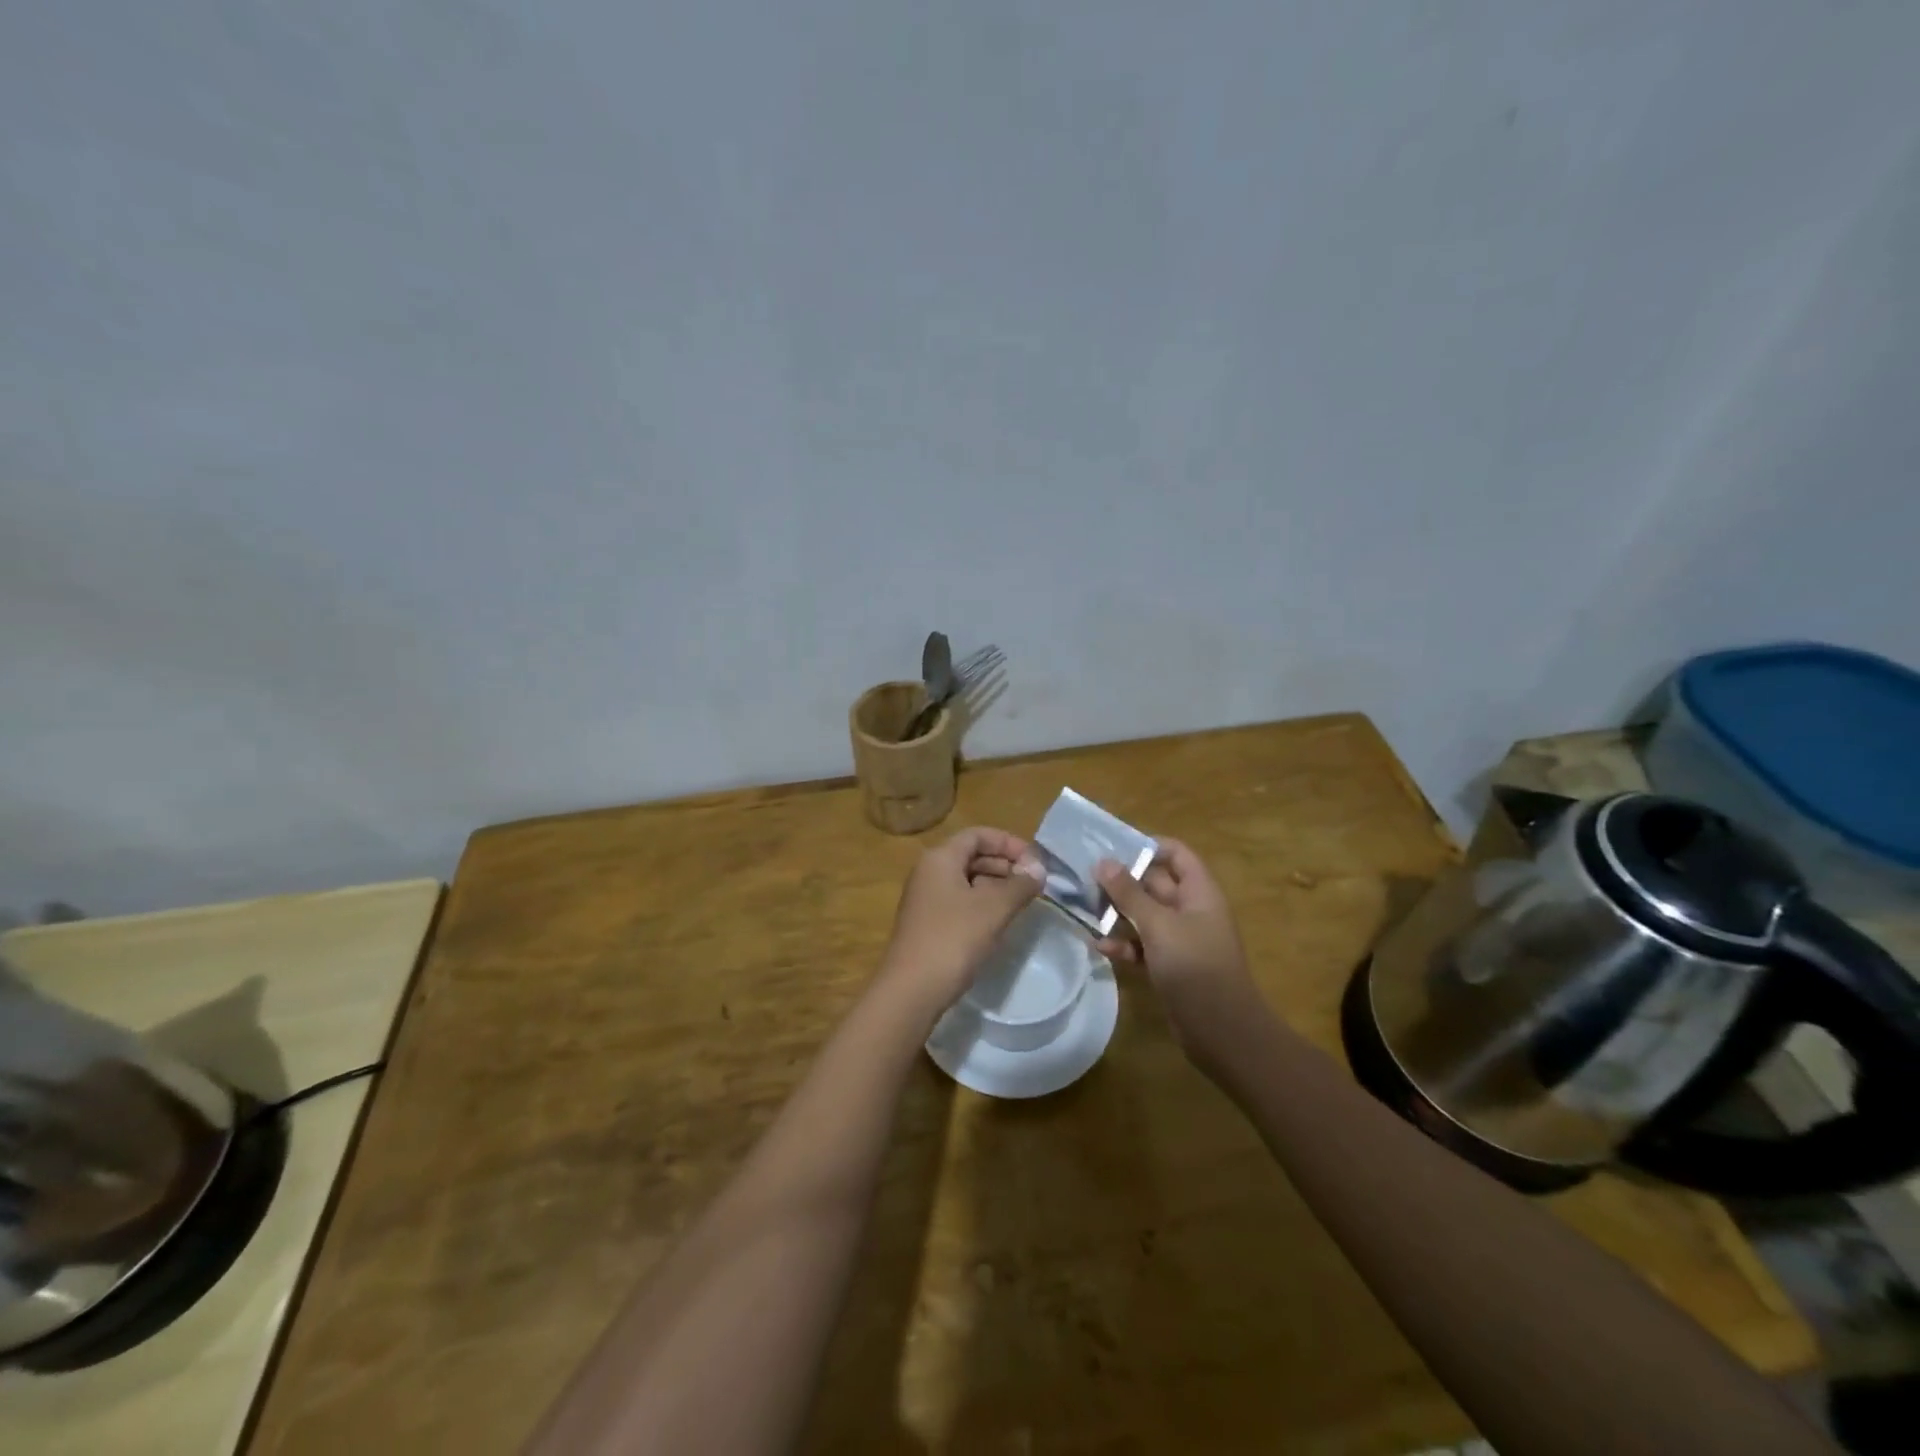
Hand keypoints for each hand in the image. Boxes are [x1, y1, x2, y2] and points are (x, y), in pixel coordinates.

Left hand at [879, 826, 1046, 1016]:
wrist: (912, 990)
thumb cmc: (953, 939)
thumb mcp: (994, 908)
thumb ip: (1019, 885)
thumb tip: (1038, 871)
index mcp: (940, 858)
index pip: (978, 835)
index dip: (1009, 842)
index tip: (1035, 862)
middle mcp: (928, 872)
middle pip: (971, 855)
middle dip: (1005, 864)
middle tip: (1034, 884)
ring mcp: (925, 899)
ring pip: (966, 880)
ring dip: (996, 885)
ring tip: (1022, 902)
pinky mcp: (928, 923)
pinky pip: (960, 901)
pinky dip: (982, 904)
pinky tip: (999, 922)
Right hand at [1095, 839, 1259, 1061]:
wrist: (1222, 1032)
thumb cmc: (1195, 967)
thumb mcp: (1159, 926)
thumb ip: (1129, 894)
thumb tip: (1103, 862)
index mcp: (1199, 892)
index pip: (1176, 854)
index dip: (1148, 846)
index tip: (1112, 847)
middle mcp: (1191, 910)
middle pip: (1154, 883)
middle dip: (1122, 881)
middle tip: (1084, 877)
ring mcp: (1180, 939)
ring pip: (1144, 915)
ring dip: (1117, 913)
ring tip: (1084, 909)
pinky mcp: (1169, 965)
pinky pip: (1143, 945)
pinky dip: (1124, 943)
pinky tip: (1099, 946)